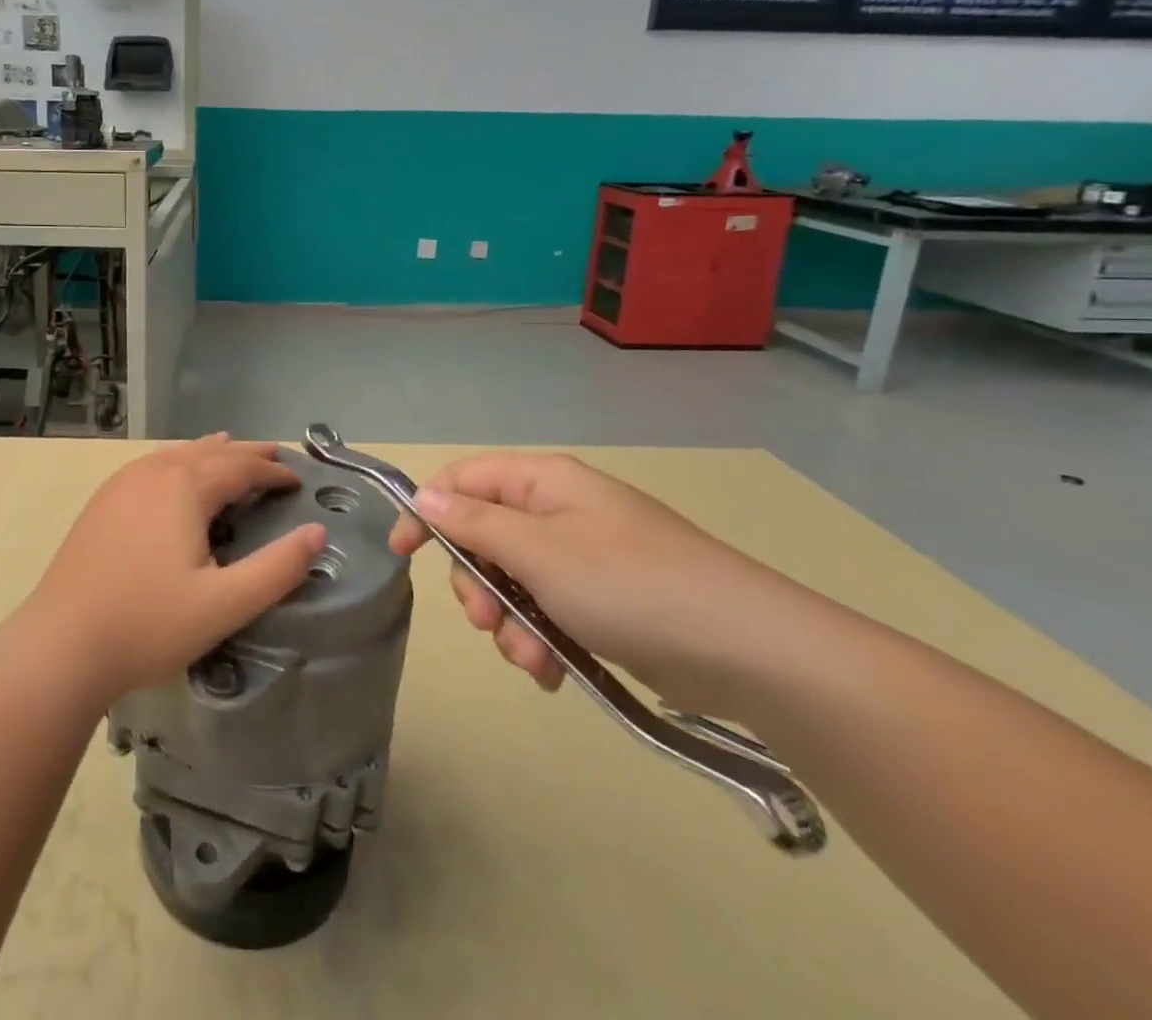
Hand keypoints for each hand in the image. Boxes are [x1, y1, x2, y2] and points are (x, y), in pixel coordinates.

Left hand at [16, 435, 326, 708]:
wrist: (60, 645)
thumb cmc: (147, 625)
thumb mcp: (224, 604)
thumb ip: (277, 569)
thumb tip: (318, 533)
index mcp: (184, 486)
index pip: (241, 467)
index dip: (274, 472)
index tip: (299, 482)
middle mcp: (153, 471)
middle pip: (210, 451)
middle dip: (246, 454)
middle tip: (276, 455)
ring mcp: (122, 483)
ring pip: (177, 453)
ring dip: (211, 453)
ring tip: (232, 452)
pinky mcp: (102, 502)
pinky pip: (153, 466)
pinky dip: (180, 462)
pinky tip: (177, 475)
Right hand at [391, 453, 819, 716]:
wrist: (750, 651)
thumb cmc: (631, 585)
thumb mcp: (539, 551)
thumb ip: (474, 522)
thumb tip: (424, 496)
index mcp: (543, 483)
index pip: (462, 480)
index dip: (427, 511)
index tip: (401, 553)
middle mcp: (560, 512)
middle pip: (484, 537)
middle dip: (477, 585)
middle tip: (486, 623)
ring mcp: (585, 558)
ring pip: (513, 583)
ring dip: (510, 624)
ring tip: (532, 659)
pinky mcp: (605, 602)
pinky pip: (548, 613)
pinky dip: (541, 641)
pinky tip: (554, 672)